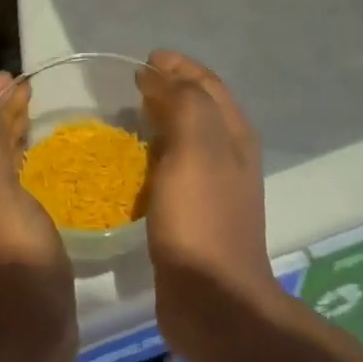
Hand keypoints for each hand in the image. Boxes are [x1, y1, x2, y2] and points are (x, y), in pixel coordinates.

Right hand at [138, 52, 282, 356]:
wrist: (213, 301)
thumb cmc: (202, 217)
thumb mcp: (196, 146)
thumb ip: (183, 102)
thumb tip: (158, 75)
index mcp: (234, 134)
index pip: (206, 84)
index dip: (178, 66)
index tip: (143, 60)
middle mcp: (229, 155)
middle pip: (199, 108)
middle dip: (169, 89)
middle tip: (131, 85)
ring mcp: (213, 188)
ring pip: (185, 139)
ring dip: (160, 121)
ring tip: (128, 116)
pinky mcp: (193, 216)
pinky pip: (172, 170)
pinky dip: (154, 155)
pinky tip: (132, 165)